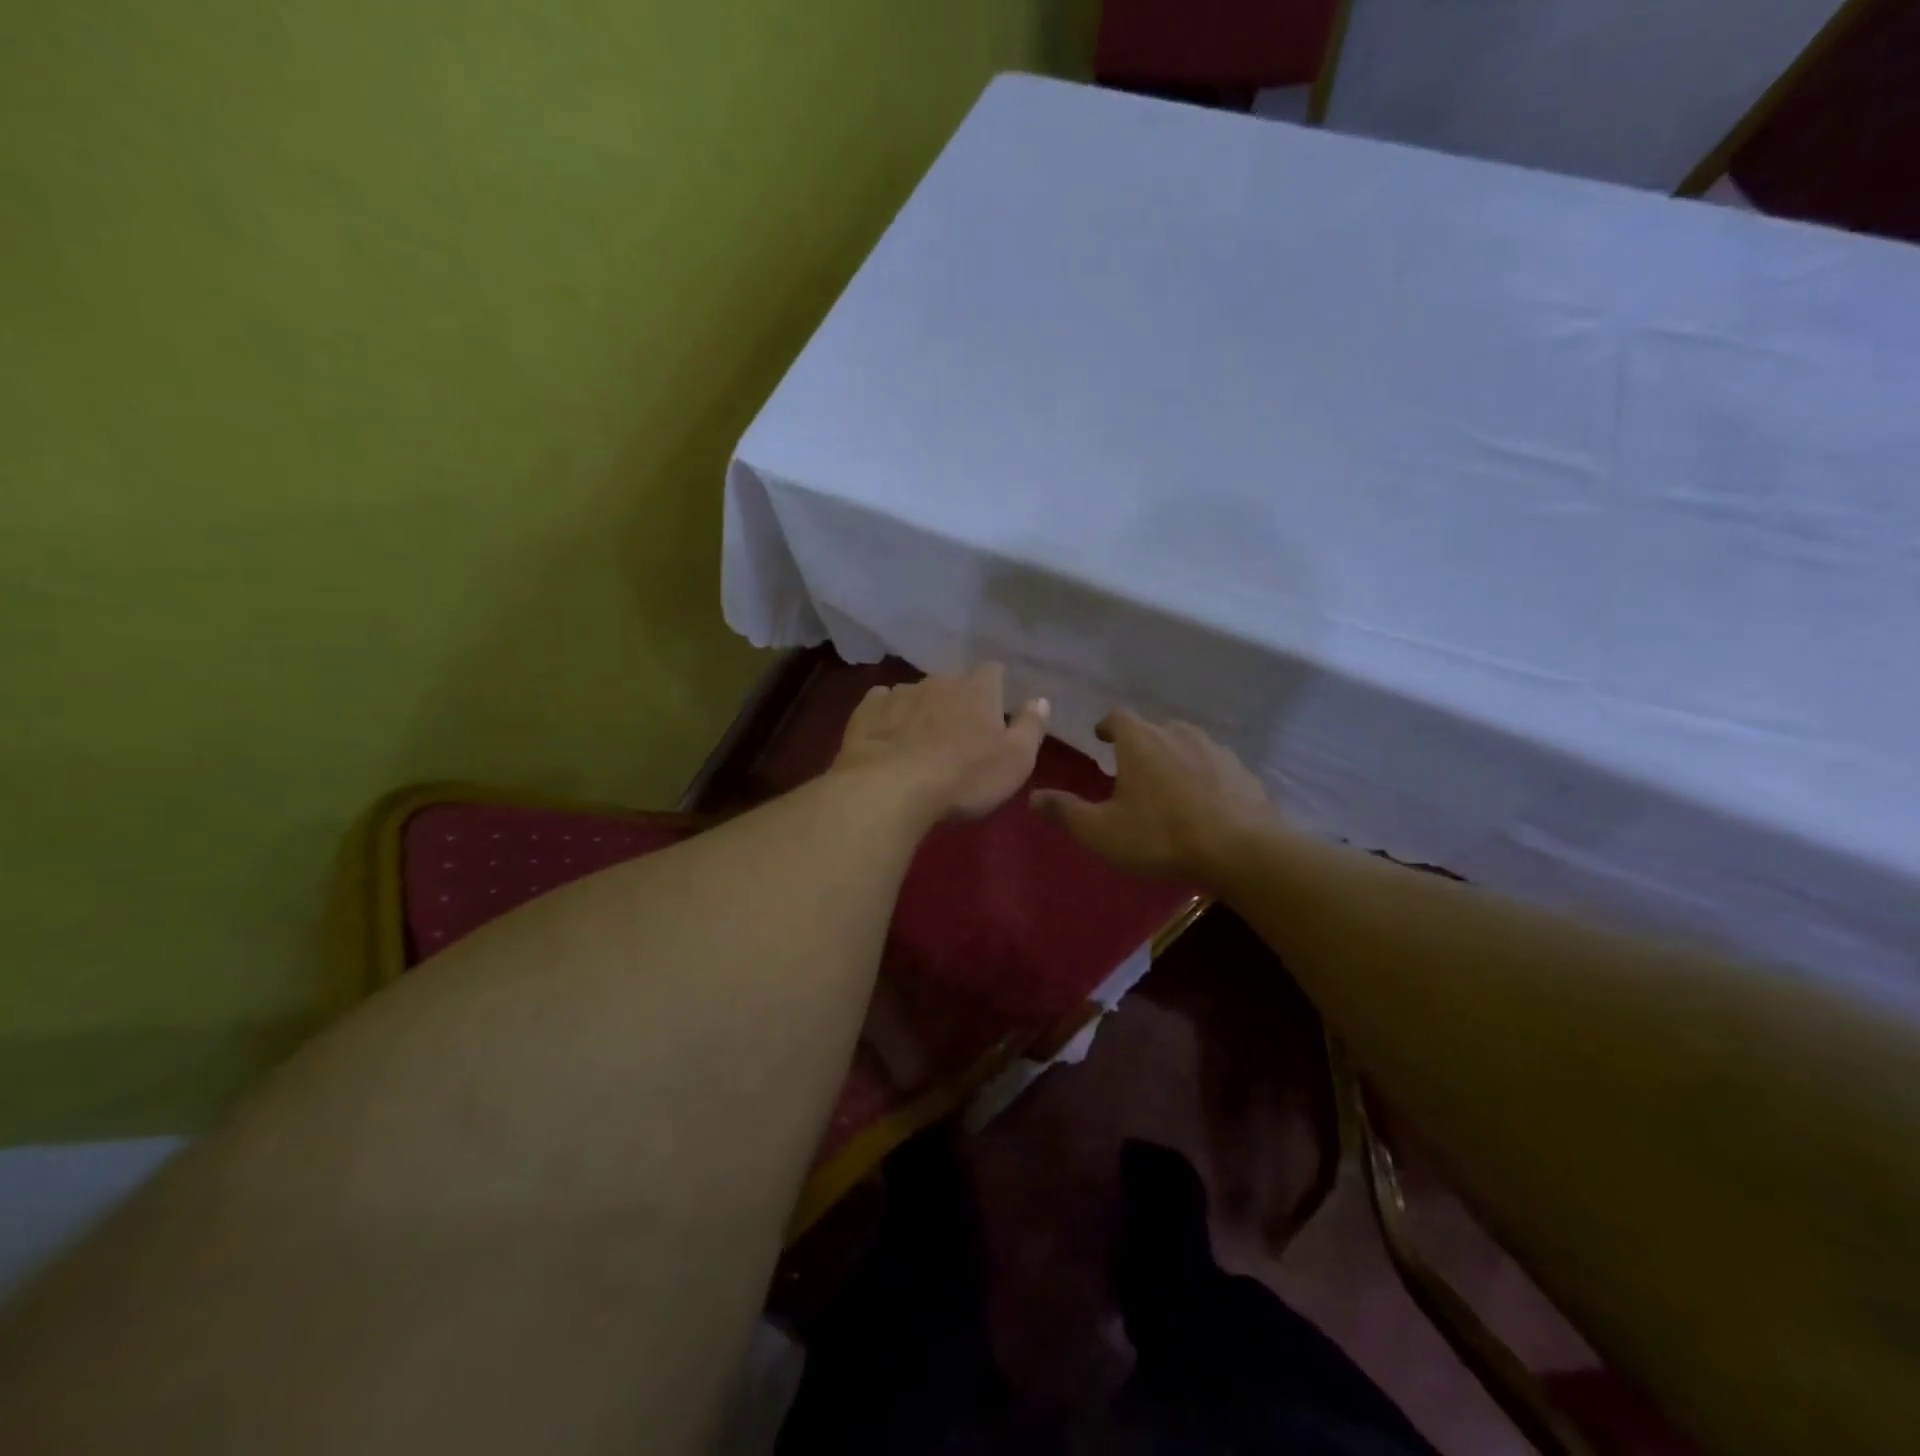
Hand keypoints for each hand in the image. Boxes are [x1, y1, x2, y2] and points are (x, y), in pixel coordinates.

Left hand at [832, 663, 1049, 821]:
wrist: (891, 788)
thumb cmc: (964, 777)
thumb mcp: (1015, 760)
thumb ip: (1031, 727)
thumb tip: (1040, 700)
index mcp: (978, 689)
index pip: (993, 672)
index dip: (996, 690)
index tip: (995, 712)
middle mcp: (939, 681)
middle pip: (953, 683)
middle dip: (956, 703)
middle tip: (957, 736)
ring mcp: (899, 692)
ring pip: (916, 694)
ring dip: (921, 711)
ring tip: (919, 743)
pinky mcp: (867, 711)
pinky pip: (881, 704)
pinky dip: (888, 717)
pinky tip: (887, 738)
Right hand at [1030, 711, 1273, 885]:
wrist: (1241, 850)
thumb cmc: (1161, 835)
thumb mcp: (1102, 831)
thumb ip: (1066, 812)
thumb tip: (1033, 797)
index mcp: (1140, 741)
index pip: (1117, 718)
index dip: (1106, 727)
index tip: (1101, 739)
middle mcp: (1177, 733)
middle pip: (1153, 729)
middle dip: (1140, 745)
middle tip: (1130, 770)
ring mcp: (1215, 749)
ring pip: (1186, 744)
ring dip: (1173, 758)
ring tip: (1166, 784)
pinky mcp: (1242, 771)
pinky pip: (1214, 765)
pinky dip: (1203, 776)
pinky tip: (1203, 801)